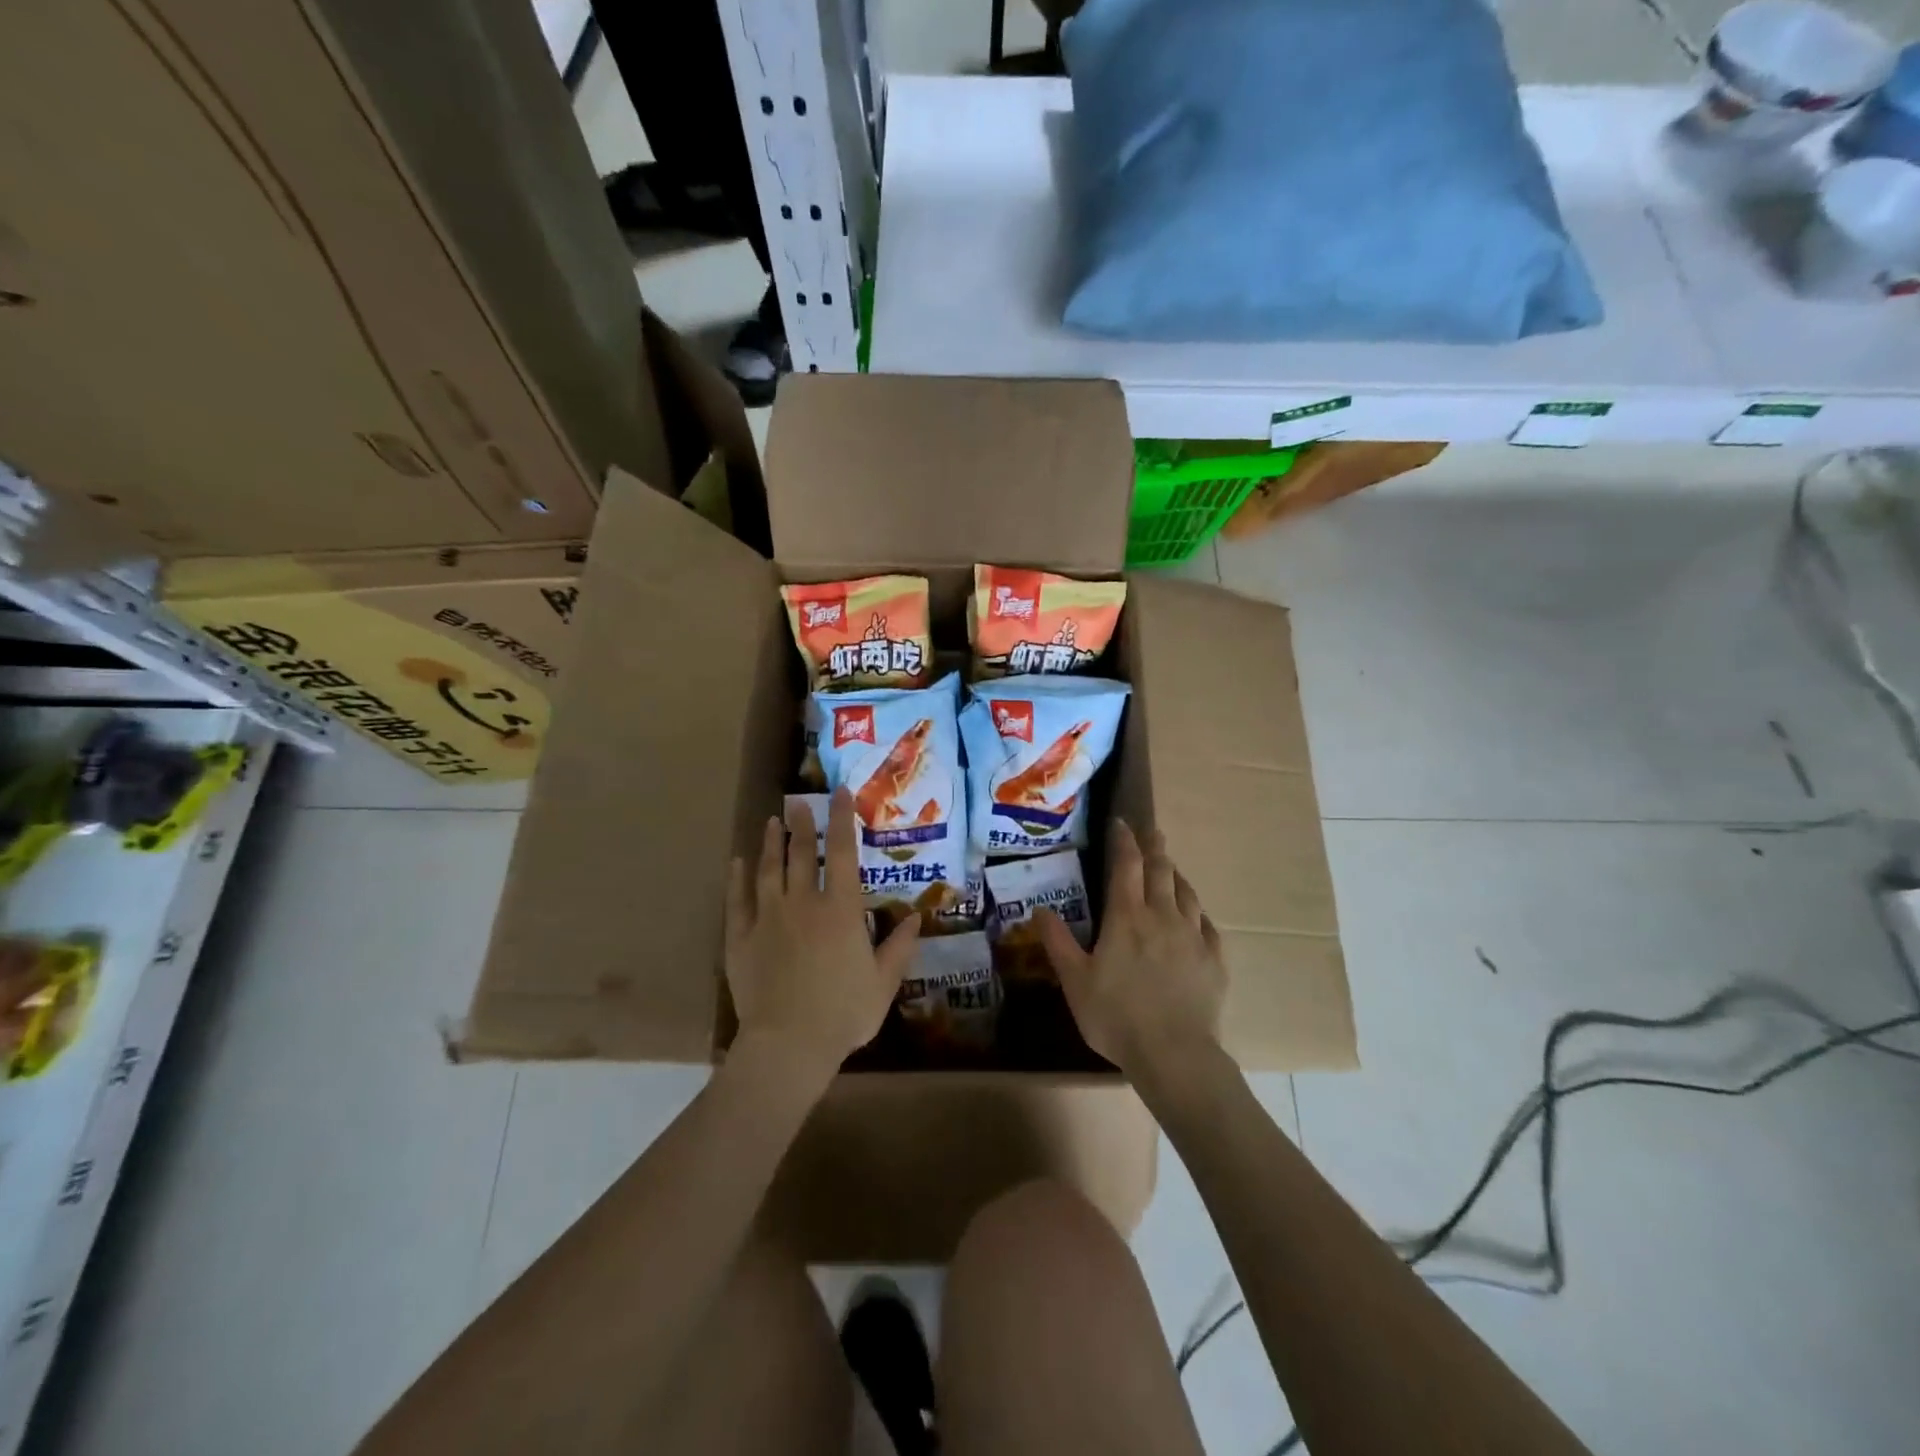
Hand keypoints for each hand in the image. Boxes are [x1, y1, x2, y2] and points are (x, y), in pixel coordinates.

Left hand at [725, 787, 919, 1076]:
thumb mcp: (883, 982)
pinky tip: (737, 863)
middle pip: (800, 854)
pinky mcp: (741, 939)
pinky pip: (737, 901)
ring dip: (771, 843)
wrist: (788, 1044)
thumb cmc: (844, 1012)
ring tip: (772, 822)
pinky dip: (737, 879)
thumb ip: (899, 947)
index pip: (841, 852)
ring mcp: (767, 918)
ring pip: (768, 870)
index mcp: (840, 909)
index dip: (842, 820)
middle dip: (801, 824)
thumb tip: (915, 917)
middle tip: (797, 801)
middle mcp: (802, 903)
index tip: (841, 793)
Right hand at [1035, 820, 1225, 1078]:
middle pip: (1161, 870)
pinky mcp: (1214, 959)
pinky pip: (1207, 924)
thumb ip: (1057, 941)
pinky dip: (1197, 911)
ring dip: (1176, 874)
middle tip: (1150, 831)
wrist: (1174, 1054)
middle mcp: (1162, 916)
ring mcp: (1193, 936)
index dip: (1124, 840)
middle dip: (1154, 847)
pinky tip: (1195, 915)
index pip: (1126, 865)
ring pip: (1186, 892)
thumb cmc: (1116, 1016)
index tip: (1121, 823)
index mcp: (1127, 917)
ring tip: (1170, 867)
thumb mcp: (1075, 980)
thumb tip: (1039, 909)